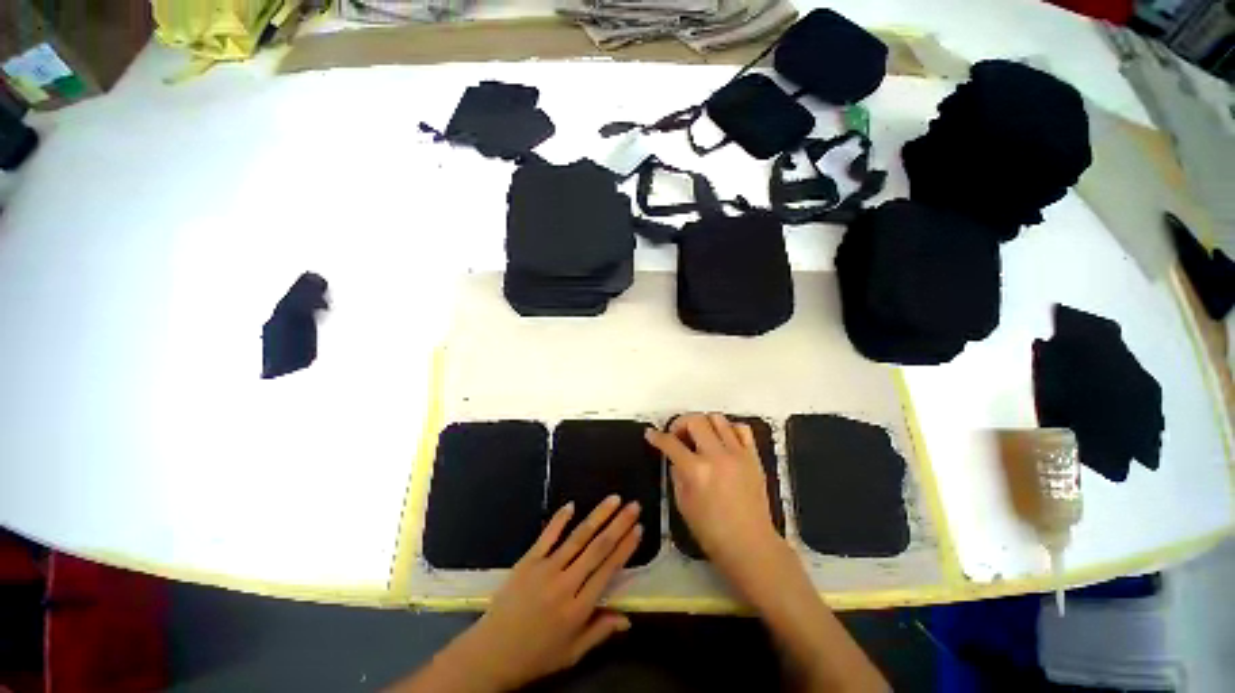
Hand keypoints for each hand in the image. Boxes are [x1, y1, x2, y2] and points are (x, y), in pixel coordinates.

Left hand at [450, 497, 641, 690]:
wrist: (490, 654)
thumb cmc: (535, 656)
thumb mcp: (572, 653)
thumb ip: (600, 631)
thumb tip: (628, 618)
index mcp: (578, 609)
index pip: (608, 570)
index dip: (625, 548)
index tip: (638, 529)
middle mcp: (565, 584)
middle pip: (598, 548)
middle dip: (619, 524)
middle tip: (634, 506)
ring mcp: (545, 569)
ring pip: (578, 537)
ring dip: (598, 516)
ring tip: (614, 499)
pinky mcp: (528, 561)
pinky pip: (547, 536)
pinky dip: (560, 520)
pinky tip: (572, 504)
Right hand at [645, 413, 780, 575]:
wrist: (750, 545)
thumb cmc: (711, 531)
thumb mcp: (683, 504)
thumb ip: (676, 474)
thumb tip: (675, 457)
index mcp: (696, 472)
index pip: (671, 443)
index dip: (656, 437)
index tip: (651, 434)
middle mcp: (717, 456)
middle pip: (695, 420)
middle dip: (680, 424)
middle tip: (678, 436)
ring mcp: (738, 454)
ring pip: (717, 418)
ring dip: (703, 423)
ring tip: (700, 436)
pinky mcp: (753, 457)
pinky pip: (741, 428)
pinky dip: (729, 428)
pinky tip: (723, 440)